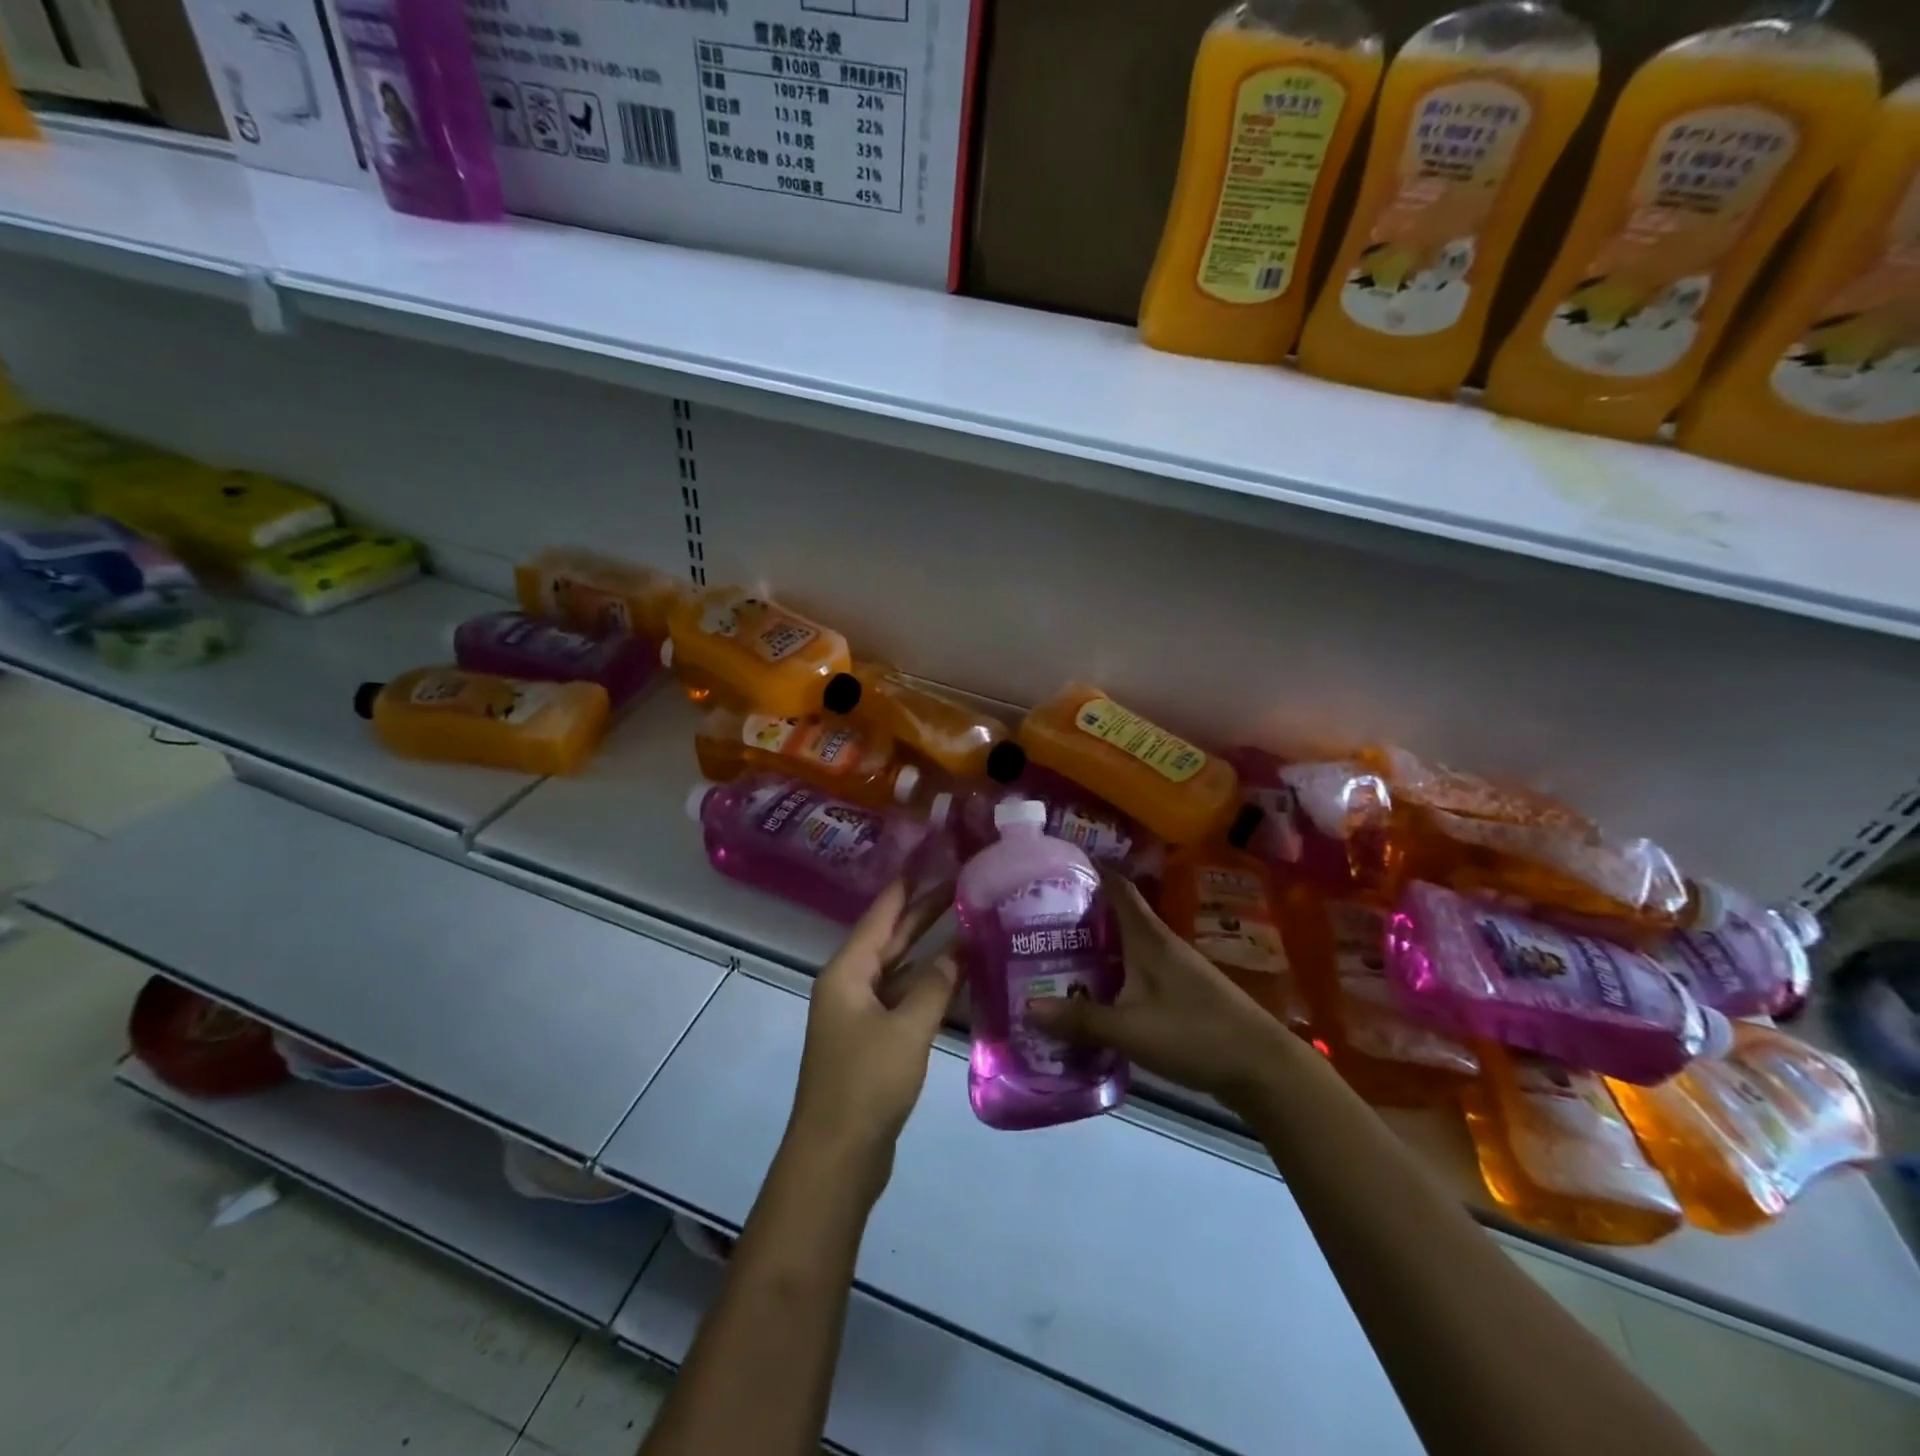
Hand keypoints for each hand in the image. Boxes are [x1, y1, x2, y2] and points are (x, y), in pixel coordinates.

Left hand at [787, 878, 957, 1194]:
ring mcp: (860, 1014)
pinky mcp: (873, 1041)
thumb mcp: (906, 1030)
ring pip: (900, 969)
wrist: (837, 1158)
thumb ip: (934, 986)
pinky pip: (904, 999)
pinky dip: (928, 985)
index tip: (933, 855)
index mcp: (847, 972)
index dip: (907, 882)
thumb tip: (957, 952)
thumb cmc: (865, 1084)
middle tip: (964, 883)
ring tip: (969, 922)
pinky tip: (958, 977)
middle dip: (924, 911)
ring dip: (930, 949)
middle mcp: (850, 985)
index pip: (881, 913)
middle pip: (891, 937)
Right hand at [1028, 871, 1291, 1106]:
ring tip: (1055, 955)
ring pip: (1126, 945)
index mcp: (1149, 937)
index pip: (1117, 886)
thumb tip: (1028, 1006)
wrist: (1262, 1068)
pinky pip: (1136, 970)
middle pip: (1116, 915)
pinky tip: (1094, 993)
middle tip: (1037, 919)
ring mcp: (1175, 968)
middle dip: (1080, 912)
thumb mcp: (1131, 1029)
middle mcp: (1161, 944)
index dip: (1089, 869)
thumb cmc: (1195, 1034)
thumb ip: (1080, 1019)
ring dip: (1096, 945)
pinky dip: (1112, 973)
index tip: (1055, 863)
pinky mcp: (1182, 993)